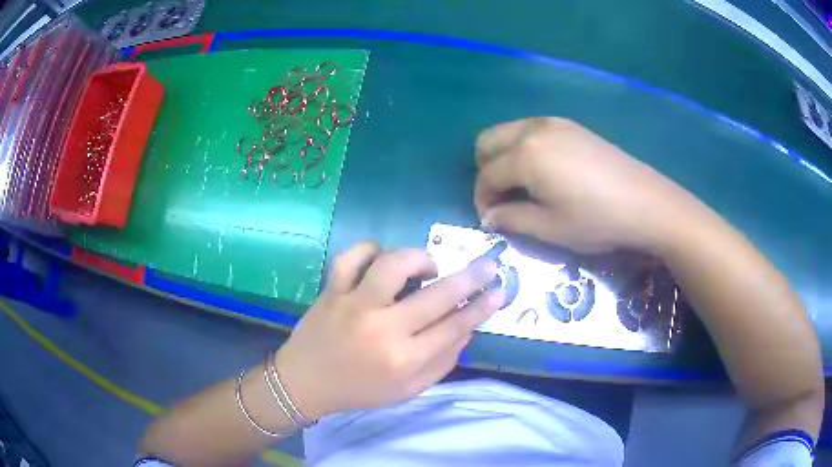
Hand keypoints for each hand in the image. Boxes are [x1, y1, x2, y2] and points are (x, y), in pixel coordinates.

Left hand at [274, 243, 503, 419]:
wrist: (305, 383)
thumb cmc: (360, 390)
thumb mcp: (408, 390)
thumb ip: (442, 362)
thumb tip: (466, 328)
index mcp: (403, 360)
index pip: (455, 327)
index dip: (482, 307)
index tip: (500, 290)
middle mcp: (382, 329)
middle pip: (436, 295)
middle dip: (470, 277)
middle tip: (487, 265)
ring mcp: (354, 305)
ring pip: (393, 264)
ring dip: (418, 258)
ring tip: (426, 267)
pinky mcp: (332, 291)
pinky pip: (351, 257)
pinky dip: (370, 251)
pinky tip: (380, 260)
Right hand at [474, 117, 698, 252]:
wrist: (645, 202)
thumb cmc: (596, 219)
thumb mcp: (549, 227)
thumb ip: (511, 219)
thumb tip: (489, 217)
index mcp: (524, 155)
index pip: (486, 175)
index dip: (482, 200)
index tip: (490, 220)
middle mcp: (532, 129)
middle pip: (487, 142)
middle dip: (486, 170)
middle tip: (502, 198)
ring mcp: (553, 123)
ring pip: (509, 132)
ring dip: (504, 157)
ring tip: (522, 185)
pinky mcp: (571, 125)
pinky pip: (532, 130)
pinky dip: (524, 148)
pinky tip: (545, 171)